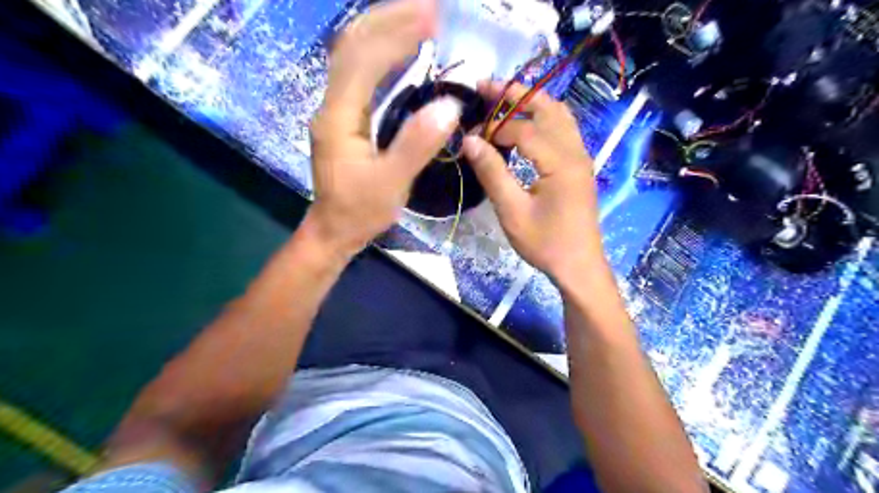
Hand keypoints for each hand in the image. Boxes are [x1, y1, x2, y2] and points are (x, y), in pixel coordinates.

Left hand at [306, 0, 460, 254]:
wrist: (334, 230)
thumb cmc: (360, 211)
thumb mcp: (391, 183)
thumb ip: (416, 145)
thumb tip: (449, 106)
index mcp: (339, 116)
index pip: (364, 58)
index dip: (396, 32)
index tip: (432, 16)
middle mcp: (332, 105)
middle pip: (352, 45)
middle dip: (388, 19)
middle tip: (428, 7)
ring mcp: (335, 110)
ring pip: (352, 56)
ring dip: (383, 30)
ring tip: (417, 19)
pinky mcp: (344, 118)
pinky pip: (359, 74)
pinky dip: (381, 54)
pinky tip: (401, 52)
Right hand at [463, 81, 609, 285]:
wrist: (578, 266)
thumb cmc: (545, 243)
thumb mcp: (512, 211)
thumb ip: (492, 173)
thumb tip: (470, 140)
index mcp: (561, 161)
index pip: (523, 129)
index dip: (494, 128)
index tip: (470, 137)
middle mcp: (575, 150)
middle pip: (546, 108)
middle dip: (515, 94)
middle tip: (485, 86)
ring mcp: (581, 157)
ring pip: (559, 114)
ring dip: (531, 102)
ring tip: (502, 98)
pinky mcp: (579, 165)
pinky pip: (563, 128)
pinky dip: (542, 117)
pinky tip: (525, 124)